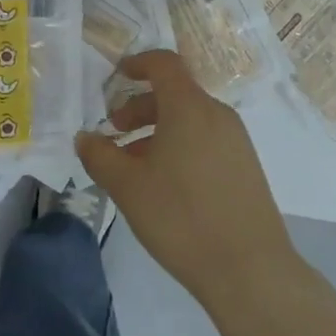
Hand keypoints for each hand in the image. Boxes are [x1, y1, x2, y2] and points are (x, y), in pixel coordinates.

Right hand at [75, 50, 296, 309]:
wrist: (251, 271)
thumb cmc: (182, 218)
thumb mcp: (128, 187)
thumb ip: (100, 156)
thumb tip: (84, 137)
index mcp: (189, 107)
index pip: (164, 63)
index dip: (138, 63)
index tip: (116, 76)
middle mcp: (217, 114)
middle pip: (174, 93)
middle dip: (140, 107)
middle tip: (115, 132)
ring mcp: (236, 141)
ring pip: (190, 120)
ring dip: (158, 131)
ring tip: (134, 165)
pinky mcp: (247, 167)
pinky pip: (206, 140)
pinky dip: (180, 146)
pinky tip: (165, 184)